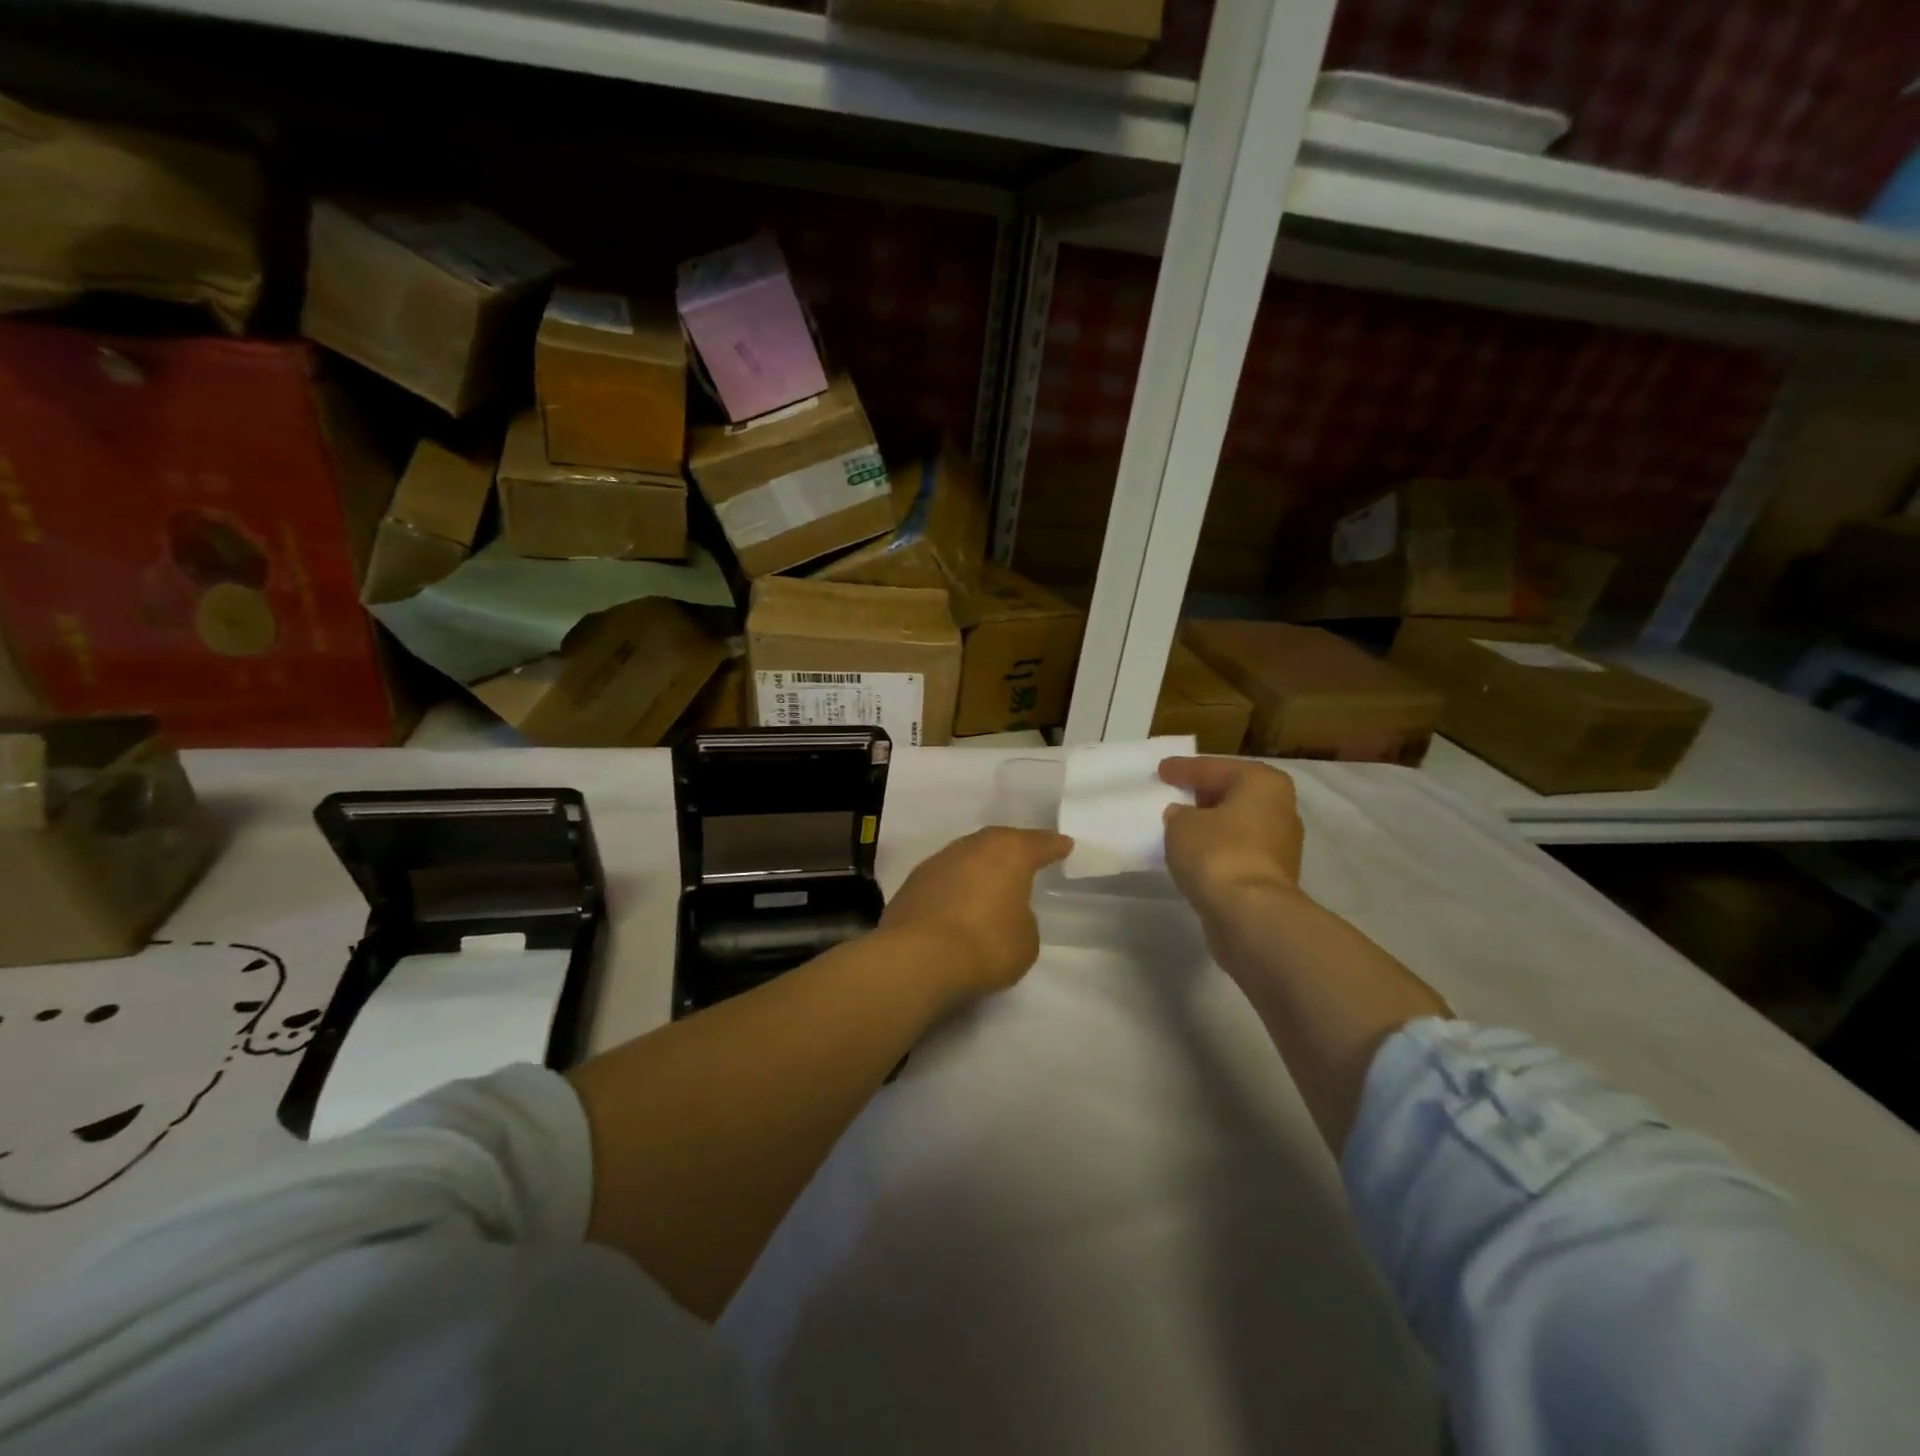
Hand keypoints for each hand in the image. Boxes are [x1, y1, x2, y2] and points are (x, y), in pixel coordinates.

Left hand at [879, 827, 1072, 1008]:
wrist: (919, 958)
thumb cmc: (986, 944)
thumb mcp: (1026, 939)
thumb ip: (1022, 918)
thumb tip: (1007, 913)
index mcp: (1009, 852)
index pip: (1039, 843)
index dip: (1054, 846)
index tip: (1064, 846)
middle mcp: (973, 847)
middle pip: (999, 841)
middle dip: (1013, 850)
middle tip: (1026, 859)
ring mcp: (938, 861)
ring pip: (967, 856)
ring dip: (980, 868)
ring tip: (990, 884)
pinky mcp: (912, 883)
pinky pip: (945, 878)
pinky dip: (955, 886)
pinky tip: (958, 903)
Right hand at [1159, 757, 1304, 910]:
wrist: (1251, 914)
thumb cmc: (1217, 853)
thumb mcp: (1181, 824)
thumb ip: (1179, 814)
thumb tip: (1184, 816)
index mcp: (1262, 783)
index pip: (1214, 768)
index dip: (1184, 768)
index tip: (1161, 769)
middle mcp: (1280, 808)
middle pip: (1233, 793)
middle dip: (1204, 794)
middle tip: (1174, 792)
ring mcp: (1281, 845)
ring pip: (1237, 824)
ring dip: (1212, 824)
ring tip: (1180, 825)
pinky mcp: (1272, 876)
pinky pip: (1237, 850)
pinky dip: (1218, 849)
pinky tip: (1195, 853)